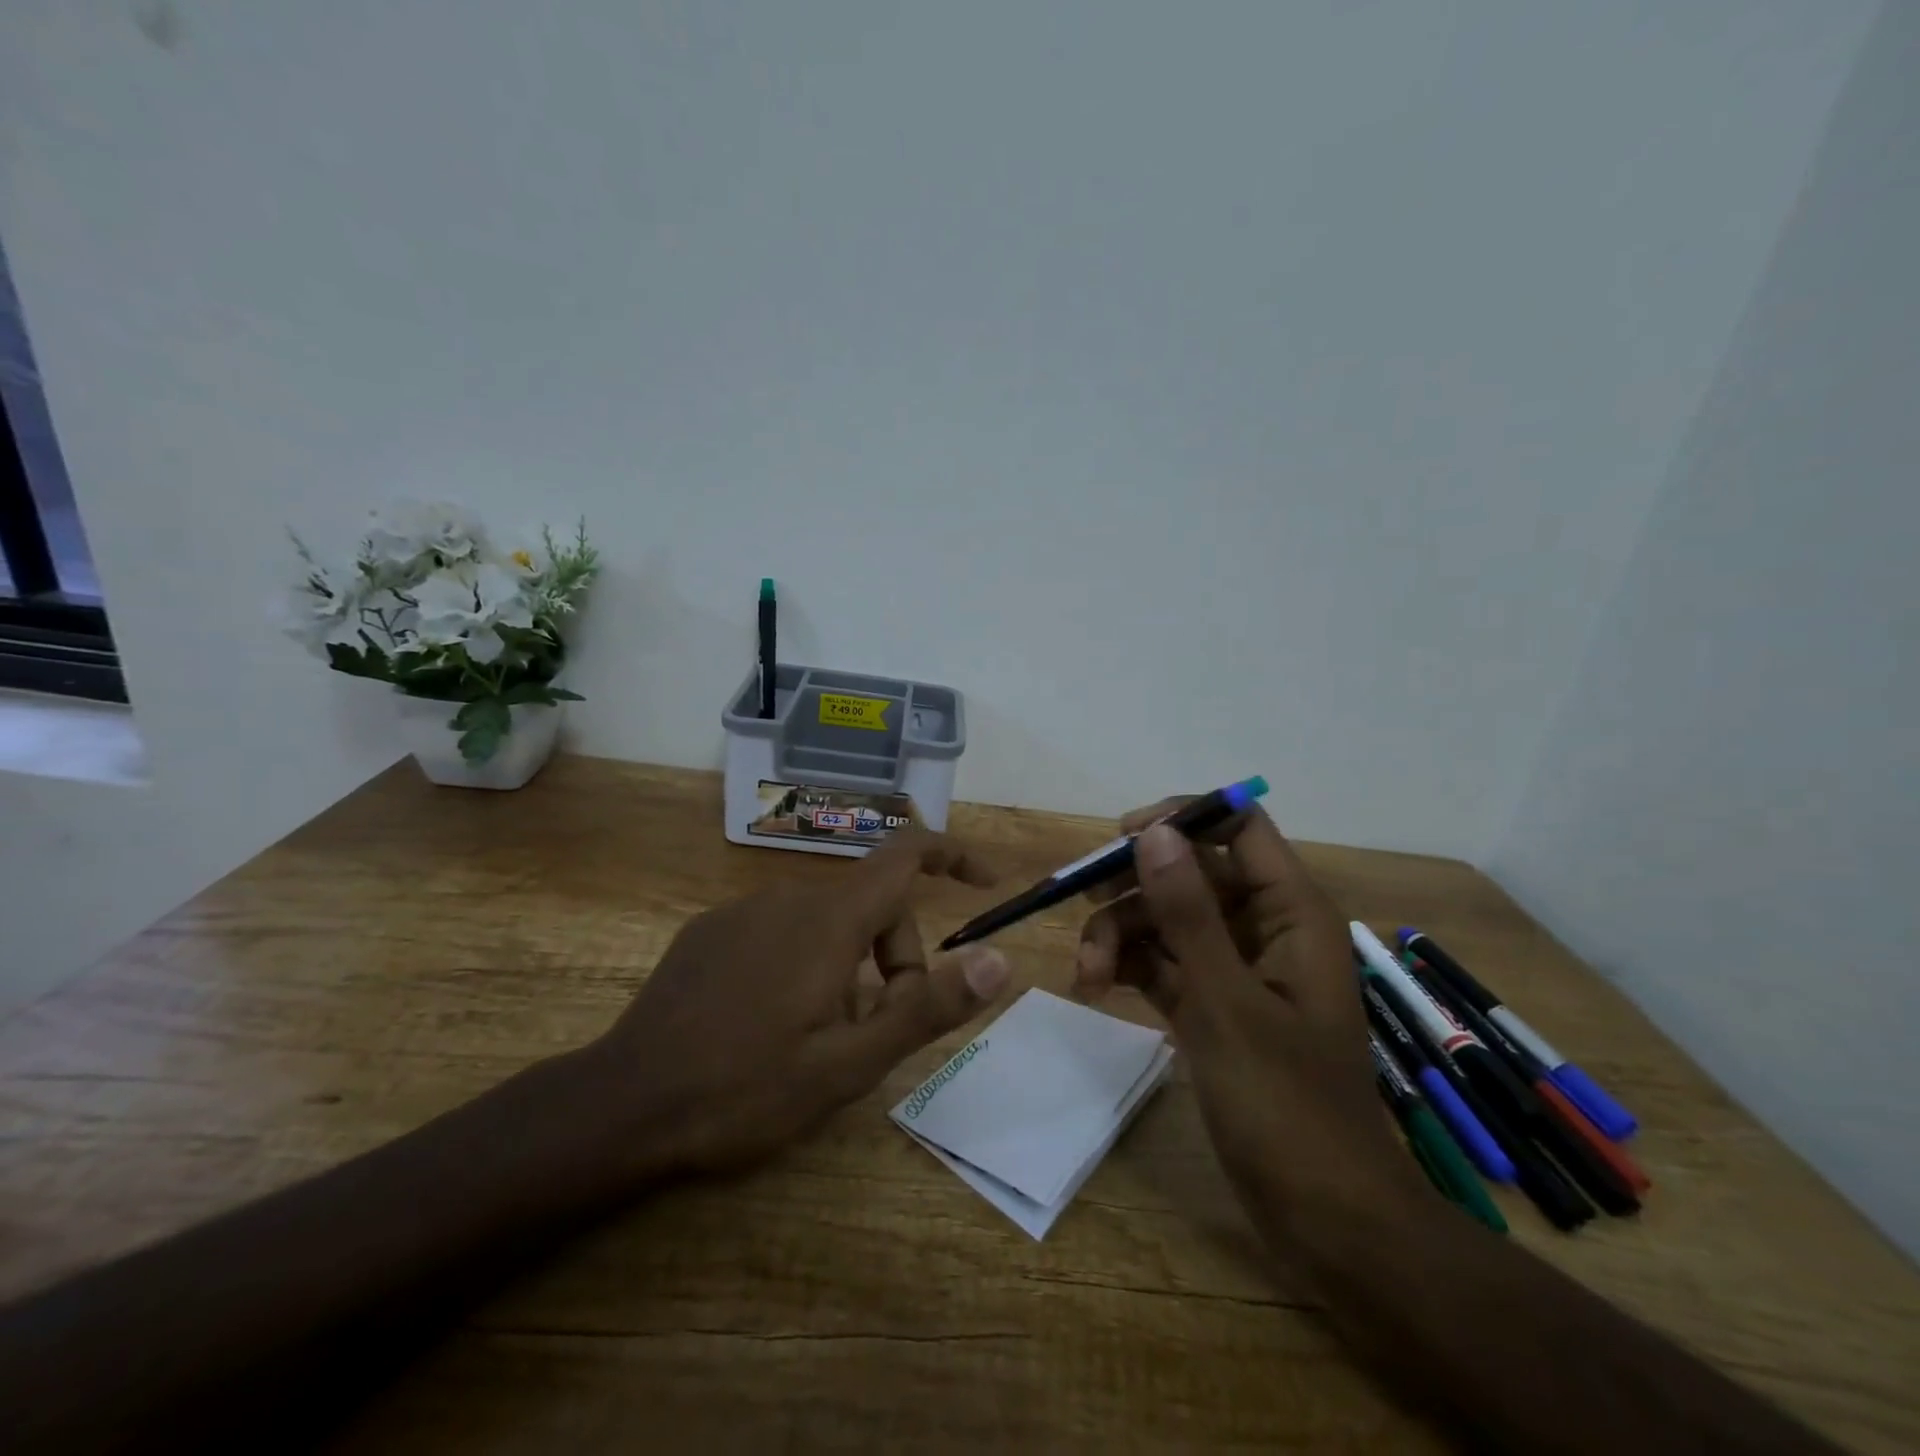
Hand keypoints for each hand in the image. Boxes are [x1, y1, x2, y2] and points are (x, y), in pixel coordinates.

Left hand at [585, 828, 1013, 1177]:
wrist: (623, 1104)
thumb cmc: (746, 1087)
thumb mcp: (850, 1063)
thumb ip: (928, 1006)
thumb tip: (1000, 960)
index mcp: (829, 919)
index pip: (907, 854)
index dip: (953, 856)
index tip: (984, 883)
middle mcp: (789, 896)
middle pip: (871, 905)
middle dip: (895, 958)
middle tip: (877, 1032)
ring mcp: (744, 910)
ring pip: (827, 921)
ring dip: (849, 968)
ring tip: (822, 1038)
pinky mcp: (712, 930)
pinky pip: (782, 929)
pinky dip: (805, 962)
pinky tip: (772, 1022)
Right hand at [1075, 802, 1418, 1219]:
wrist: (1324, 1218)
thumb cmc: (1287, 1106)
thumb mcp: (1227, 1002)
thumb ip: (1188, 913)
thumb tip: (1153, 832)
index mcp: (1289, 911)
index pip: (1239, 826)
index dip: (1182, 819)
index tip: (1123, 840)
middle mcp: (1262, 927)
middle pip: (1189, 870)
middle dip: (1134, 885)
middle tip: (1083, 903)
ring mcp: (1233, 967)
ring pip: (1166, 917)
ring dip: (1120, 933)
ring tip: (1086, 974)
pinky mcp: (1209, 1003)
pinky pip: (1160, 961)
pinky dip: (1126, 965)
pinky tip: (1094, 986)